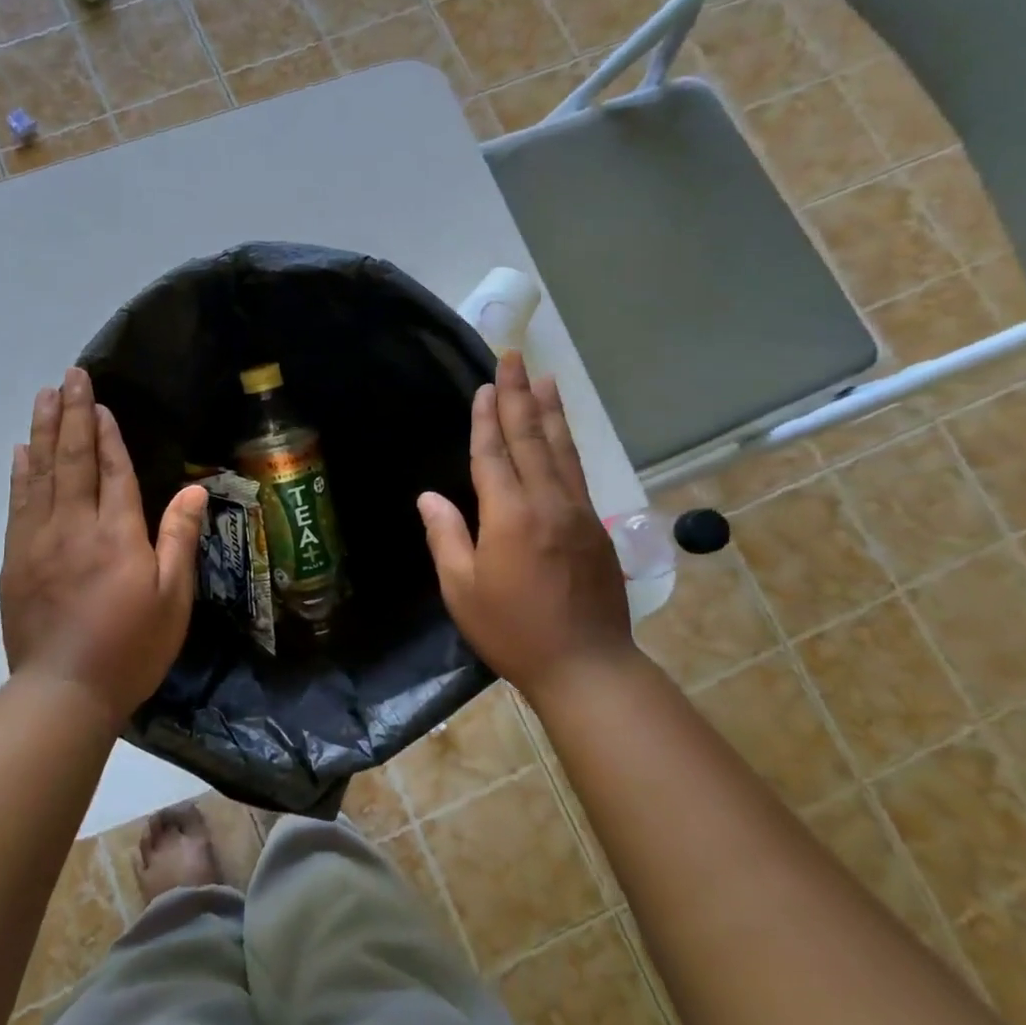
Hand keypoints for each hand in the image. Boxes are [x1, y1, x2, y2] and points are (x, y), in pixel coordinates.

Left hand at [0, 368, 207, 726]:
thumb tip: (191, 489)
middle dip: (72, 414)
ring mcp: (38, 540)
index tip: (100, 402)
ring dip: (42, 431)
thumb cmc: (130, 647)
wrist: (64, 691)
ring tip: (44, 396)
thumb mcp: (172, 599)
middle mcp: (75, 526)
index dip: (108, 434)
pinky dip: (20, 472)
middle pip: (72, 459)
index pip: (113, 470)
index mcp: (117, 534)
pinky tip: (20, 450)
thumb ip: (179, 539)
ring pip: (40, 473)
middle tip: (70, 376)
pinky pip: (18, 503)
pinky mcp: (15, 559)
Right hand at [416, 351, 636, 701]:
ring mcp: (577, 512)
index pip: (494, 455)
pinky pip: (578, 472)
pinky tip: (563, 432)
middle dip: (519, 396)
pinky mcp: (596, 527)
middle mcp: (547, 503)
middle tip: (514, 358)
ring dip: (550, 412)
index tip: (485, 386)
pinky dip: (568, 444)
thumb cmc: (513, 631)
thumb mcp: (462, 589)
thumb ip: (447, 537)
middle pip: (530, 439)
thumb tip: (429, 496)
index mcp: (509, 516)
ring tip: (545, 378)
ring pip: (561, 450)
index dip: (486, 419)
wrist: (586, 665)